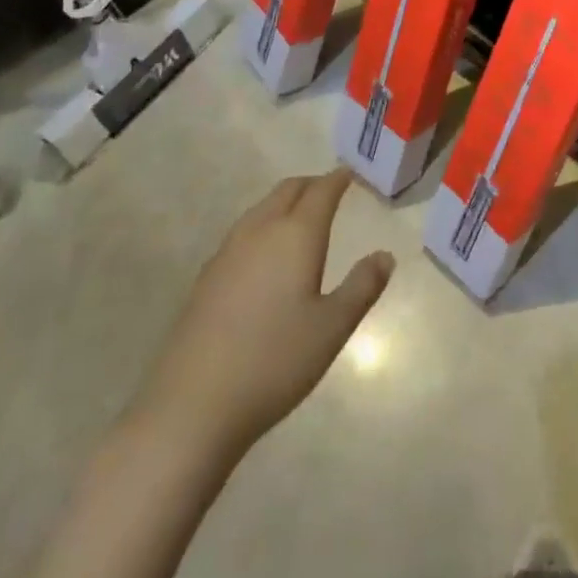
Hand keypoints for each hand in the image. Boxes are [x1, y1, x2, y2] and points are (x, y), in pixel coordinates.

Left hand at [136, 168, 394, 460]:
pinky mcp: (206, 277)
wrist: (192, 404)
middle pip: (287, 191)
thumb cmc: (274, 361)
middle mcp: (260, 232)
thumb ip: (362, 287)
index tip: (350, 172)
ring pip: (261, 209)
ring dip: (284, 202)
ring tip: (301, 216)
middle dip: (311, 184)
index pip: (321, 192)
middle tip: (330, 189)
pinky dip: (263, 225)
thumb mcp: (332, 328)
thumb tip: (385, 255)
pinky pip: (243, 232)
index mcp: (295, 235)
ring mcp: (227, 253)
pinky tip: (265, 255)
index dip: (337, 179)